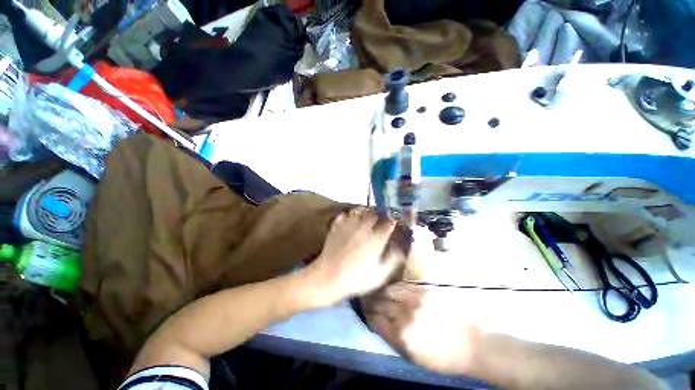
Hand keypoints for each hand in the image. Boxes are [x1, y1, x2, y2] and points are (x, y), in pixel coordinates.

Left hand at [303, 208, 405, 306]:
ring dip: (366, 211)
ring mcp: (348, 224)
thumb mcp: (379, 274)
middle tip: (382, 218)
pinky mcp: (337, 225)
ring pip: (360, 210)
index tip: (395, 221)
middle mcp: (363, 227)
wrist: (328, 277)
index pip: (389, 222)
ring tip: (368, 216)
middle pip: (375, 213)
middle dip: (381, 214)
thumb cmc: (356, 279)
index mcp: (376, 238)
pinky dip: (350, 215)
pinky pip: (345, 214)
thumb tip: (400, 249)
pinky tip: (351, 221)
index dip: (393, 220)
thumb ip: (393, 260)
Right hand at [362, 282, 481, 375]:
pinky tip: (392, 288)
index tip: (365, 310)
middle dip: (371, 301)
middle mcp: (406, 316)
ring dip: (381, 292)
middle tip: (367, 299)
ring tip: (378, 291)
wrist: (470, 345)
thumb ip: (390, 337)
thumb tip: (375, 320)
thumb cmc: (440, 357)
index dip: (368, 314)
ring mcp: (415, 301)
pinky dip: (394, 287)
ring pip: (389, 291)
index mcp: (401, 337)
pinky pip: (402, 285)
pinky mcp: (424, 291)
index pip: (375, 319)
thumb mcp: (412, 356)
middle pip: (380, 304)